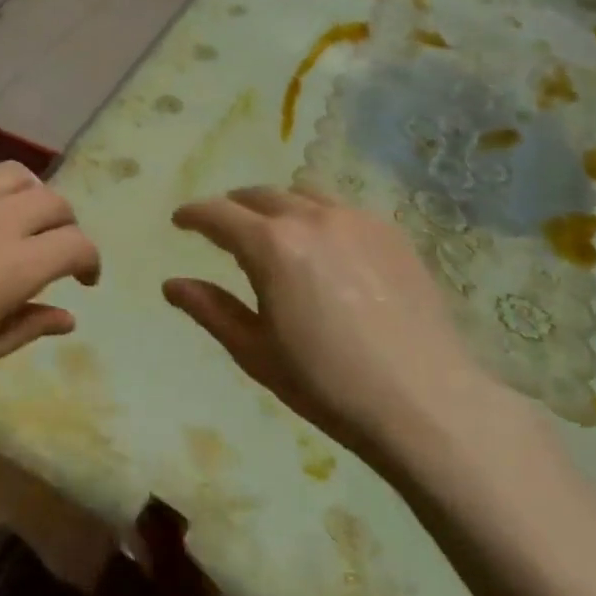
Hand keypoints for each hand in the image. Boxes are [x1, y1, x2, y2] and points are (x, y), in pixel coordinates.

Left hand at [0, 162, 100, 403]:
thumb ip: (27, 327)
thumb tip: (68, 317)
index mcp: (10, 268)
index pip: (75, 244)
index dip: (90, 261)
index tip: (83, 280)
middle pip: (54, 202)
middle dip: (66, 227)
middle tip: (53, 253)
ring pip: (18, 175)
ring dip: (32, 198)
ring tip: (19, 223)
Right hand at [164, 187, 532, 490]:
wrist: (424, 402)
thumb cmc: (326, 383)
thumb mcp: (255, 351)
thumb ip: (210, 310)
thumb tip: (171, 285)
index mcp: (271, 245)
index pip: (218, 214)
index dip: (193, 215)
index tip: (180, 221)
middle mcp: (312, 218)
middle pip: (260, 195)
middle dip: (233, 206)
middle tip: (221, 227)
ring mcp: (358, 220)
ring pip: (304, 194)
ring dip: (277, 206)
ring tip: (273, 230)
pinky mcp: (393, 233)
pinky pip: (343, 209)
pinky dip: (318, 216)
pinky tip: (324, 246)